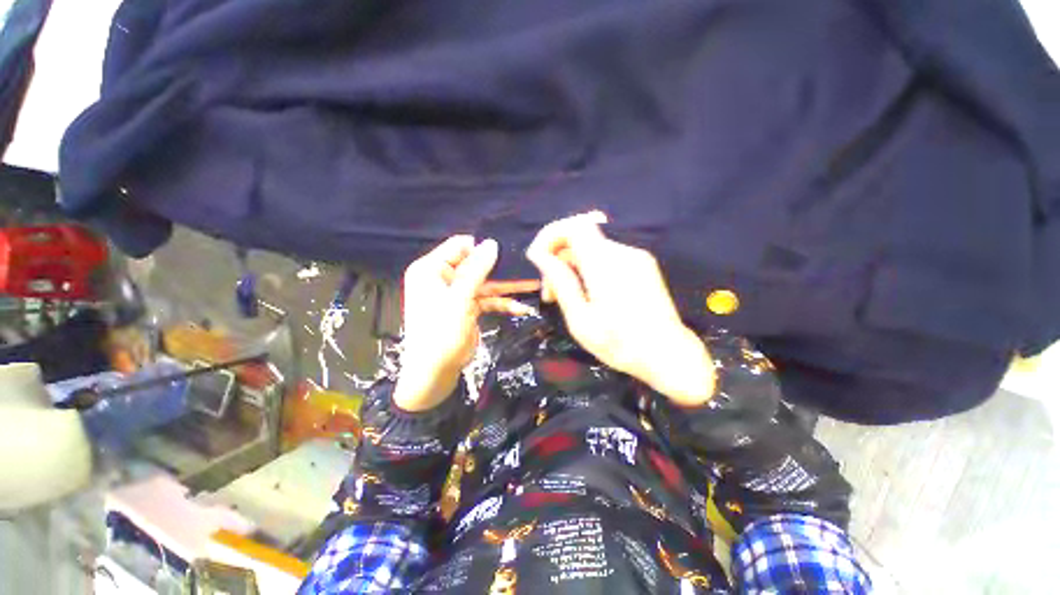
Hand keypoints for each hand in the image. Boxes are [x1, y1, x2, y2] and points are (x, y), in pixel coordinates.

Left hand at [396, 236, 533, 410]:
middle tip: (527, 267)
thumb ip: (476, 271)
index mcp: (432, 269)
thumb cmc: (441, 333)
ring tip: (532, 284)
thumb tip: (492, 243)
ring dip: (506, 287)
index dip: (482, 248)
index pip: (460, 246)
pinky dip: (502, 303)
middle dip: (500, 269)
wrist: (434, 374)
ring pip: (485, 283)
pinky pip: (487, 300)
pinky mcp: (467, 308)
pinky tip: (521, 308)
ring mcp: (456, 293)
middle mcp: (443, 277)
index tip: (508, 252)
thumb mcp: (460, 300)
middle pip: (476, 265)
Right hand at [526, 213, 715, 406]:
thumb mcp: (581, 320)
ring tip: (566, 298)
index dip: (551, 235)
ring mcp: (636, 257)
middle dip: (558, 259)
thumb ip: (561, 282)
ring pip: (592, 249)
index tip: (537, 258)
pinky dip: (589, 269)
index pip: (573, 226)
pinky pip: (607, 258)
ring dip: (573, 267)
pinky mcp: (642, 266)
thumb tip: (540, 255)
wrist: (669, 356)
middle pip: (580, 238)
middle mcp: (622, 253)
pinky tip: (588, 294)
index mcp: (605, 264)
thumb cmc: (621, 345)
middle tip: (549, 293)